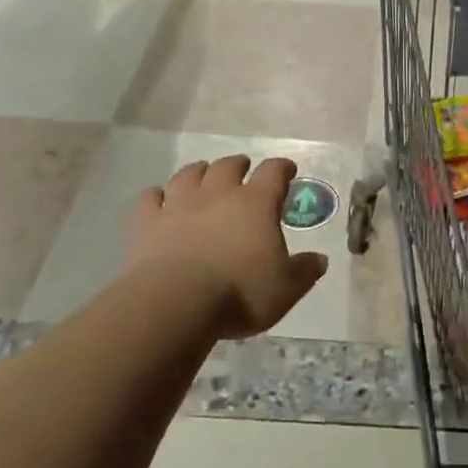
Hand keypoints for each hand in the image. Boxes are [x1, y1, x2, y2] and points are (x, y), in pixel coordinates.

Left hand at [129, 156, 327, 339]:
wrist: (175, 303)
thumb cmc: (239, 293)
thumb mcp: (285, 289)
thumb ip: (304, 271)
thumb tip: (320, 260)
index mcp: (256, 203)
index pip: (274, 172)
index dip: (282, 168)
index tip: (287, 171)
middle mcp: (218, 194)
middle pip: (228, 165)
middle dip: (238, 164)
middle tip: (243, 169)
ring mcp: (180, 204)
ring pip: (189, 174)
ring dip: (199, 172)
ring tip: (203, 175)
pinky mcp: (148, 222)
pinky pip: (150, 198)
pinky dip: (157, 196)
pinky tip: (159, 200)